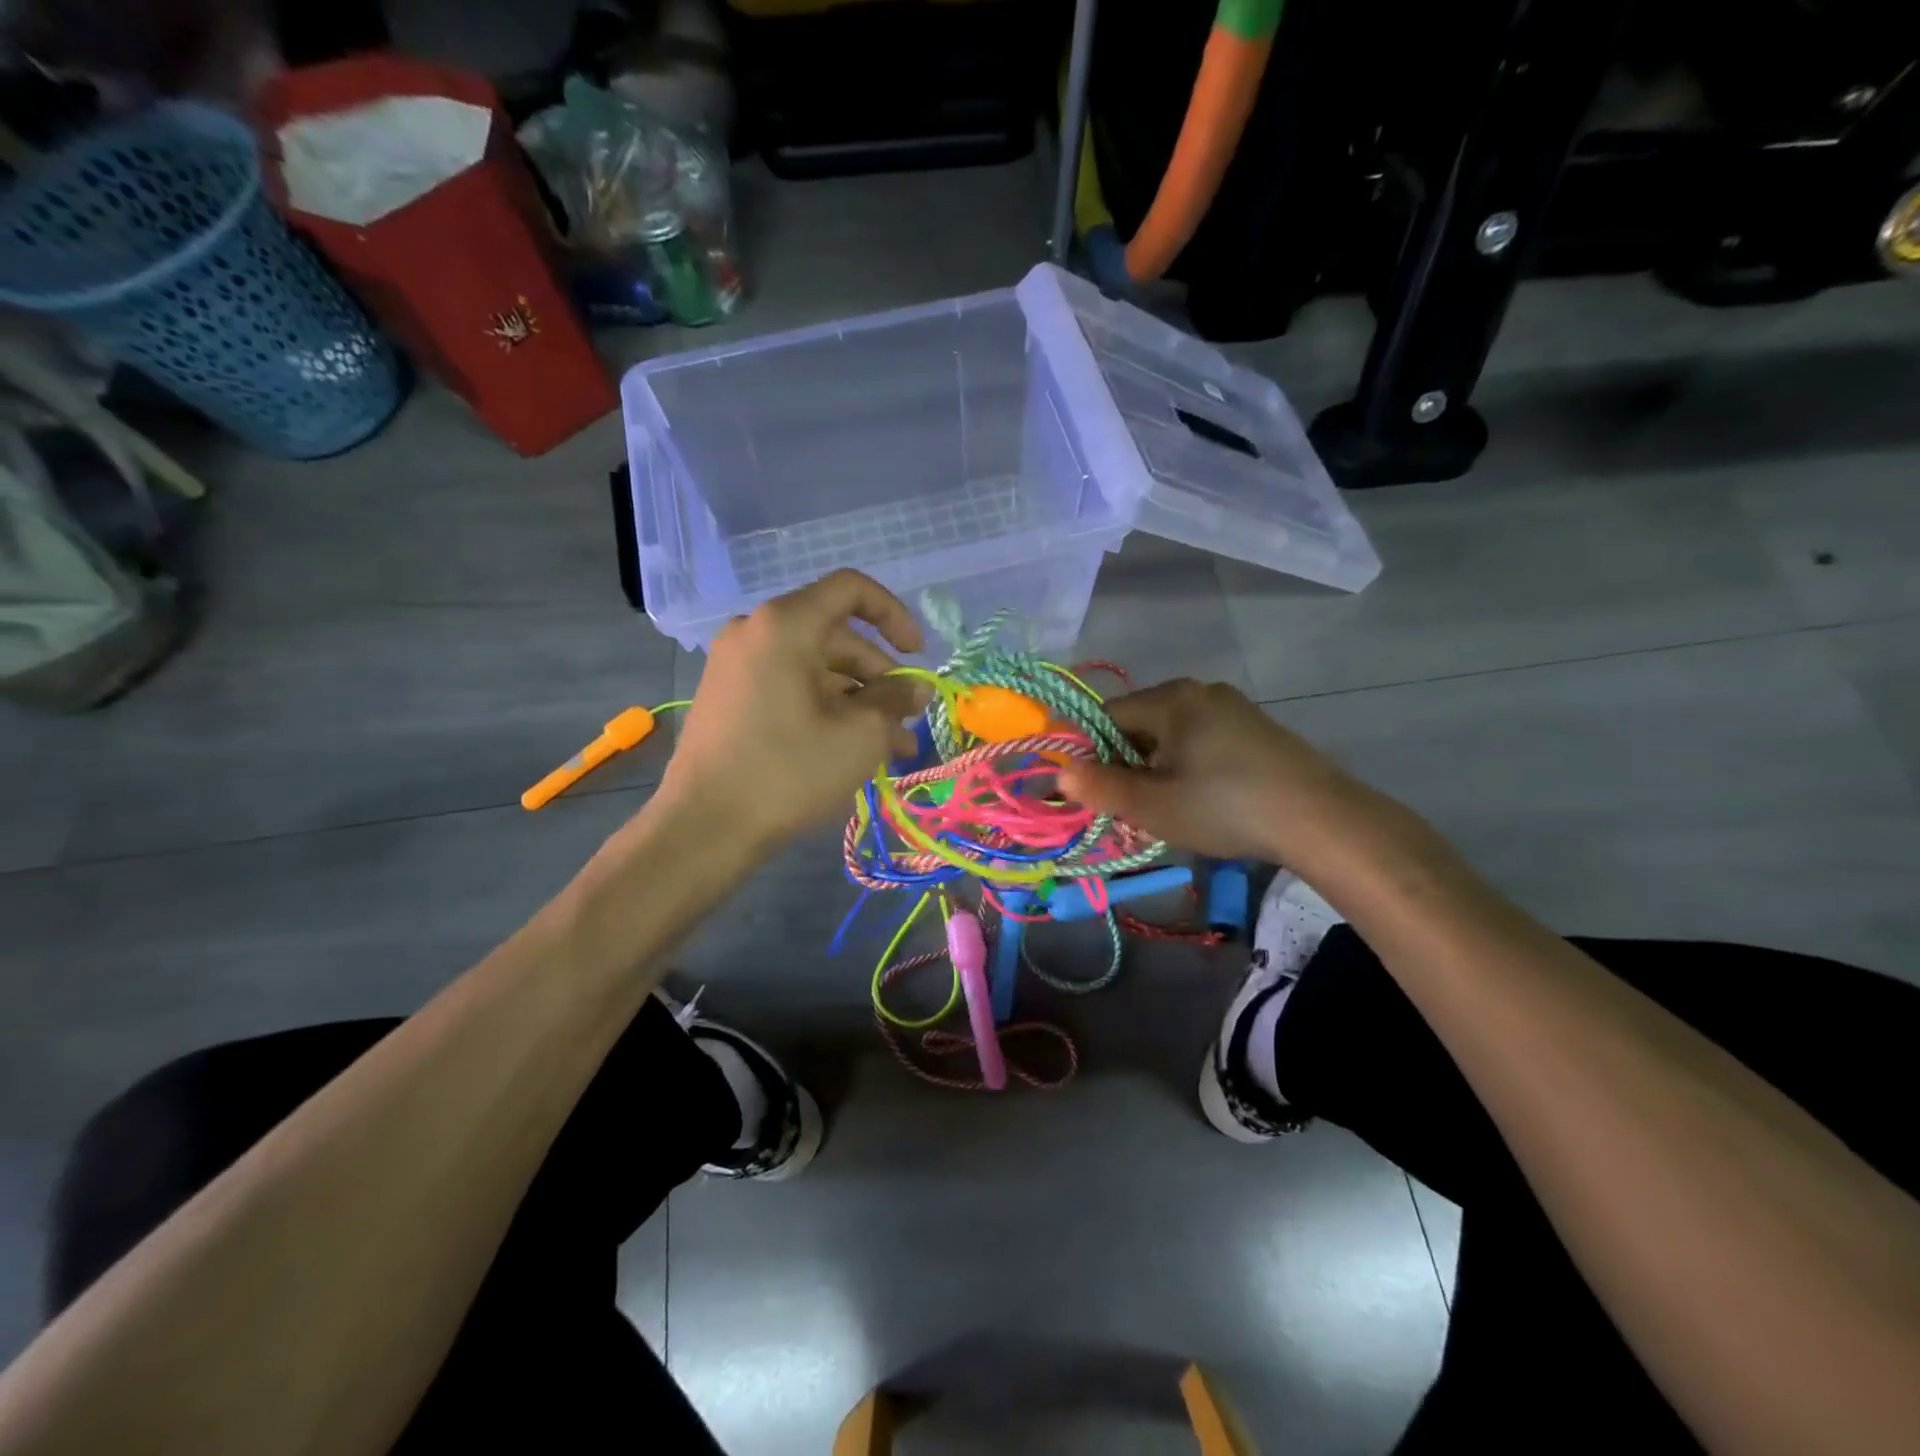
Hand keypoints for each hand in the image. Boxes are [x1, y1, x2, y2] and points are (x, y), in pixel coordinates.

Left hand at [658, 570, 930, 850]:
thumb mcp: (859, 735)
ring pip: (815, 669)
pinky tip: (851, 749)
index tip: (916, 654)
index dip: (894, 615)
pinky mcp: (729, 697)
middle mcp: (756, 632)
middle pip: (835, 637)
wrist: (704, 827)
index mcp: (785, 625)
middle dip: (879, 678)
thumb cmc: (788, 771)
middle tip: (908, 721)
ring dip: (857, 702)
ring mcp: (737, 665)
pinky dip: (824, 708)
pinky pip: (789, 687)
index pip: (850, 590)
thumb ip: (895, 700)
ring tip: (891, 749)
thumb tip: (915, 687)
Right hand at [1059, 678, 1375, 864]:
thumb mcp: (1155, 806)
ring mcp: (1232, 708)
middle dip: (1125, 764)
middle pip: (1139, 724)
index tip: (1090, 791)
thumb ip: (1101, 789)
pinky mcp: (1255, 729)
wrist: (1321, 820)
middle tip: (1128, 807)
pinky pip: (1201, 740)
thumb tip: (1060, 776)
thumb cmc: (1226, 807)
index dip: (1089, 753)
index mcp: (1171, 699)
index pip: (1106, 716)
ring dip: (1156, 769)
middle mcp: (1200, 691)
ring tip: (1164, 809)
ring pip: (1171, 735)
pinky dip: (1187, 766)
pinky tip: (1200, 799)